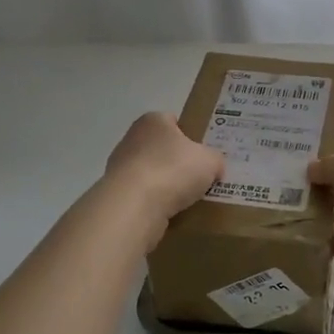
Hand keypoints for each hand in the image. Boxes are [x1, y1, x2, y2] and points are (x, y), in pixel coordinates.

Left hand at [102, 112, 225, 250]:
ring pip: (152, 173)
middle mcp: (133, 138)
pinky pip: (144, 195)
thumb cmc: (173, 169)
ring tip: (189, 199)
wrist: (134, 205)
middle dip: (179, 161)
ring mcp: (121, 167)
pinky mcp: (118, 193)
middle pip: (162, 148)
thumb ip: (215, 159)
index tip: (204, 152)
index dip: (191, 134)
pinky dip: (156, 202)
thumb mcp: (210, 161)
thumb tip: (215, 167)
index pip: (173, 121)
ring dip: (167, 184)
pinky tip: (171, 212)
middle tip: (201, 177)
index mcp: (153, 121)